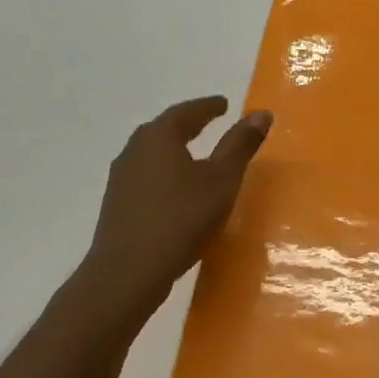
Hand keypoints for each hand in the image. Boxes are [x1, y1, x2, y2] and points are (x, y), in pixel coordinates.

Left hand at [75, 96, 272, 317]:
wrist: (127, 272)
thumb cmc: (181, 219)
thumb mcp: (221, 181)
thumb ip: (240, 146)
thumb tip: (261, 112)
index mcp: (159, 137)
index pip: (187, 112)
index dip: (209, 107)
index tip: (225, 104)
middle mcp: (135, 150)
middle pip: (164, 129)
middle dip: (188, 123)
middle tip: (209, 122)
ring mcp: (121, 178)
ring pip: (152, 153)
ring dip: (174, 148)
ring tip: (194, 154)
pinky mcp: (117, 204)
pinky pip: (146, 176)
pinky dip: (165, 172)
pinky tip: (176, 189)